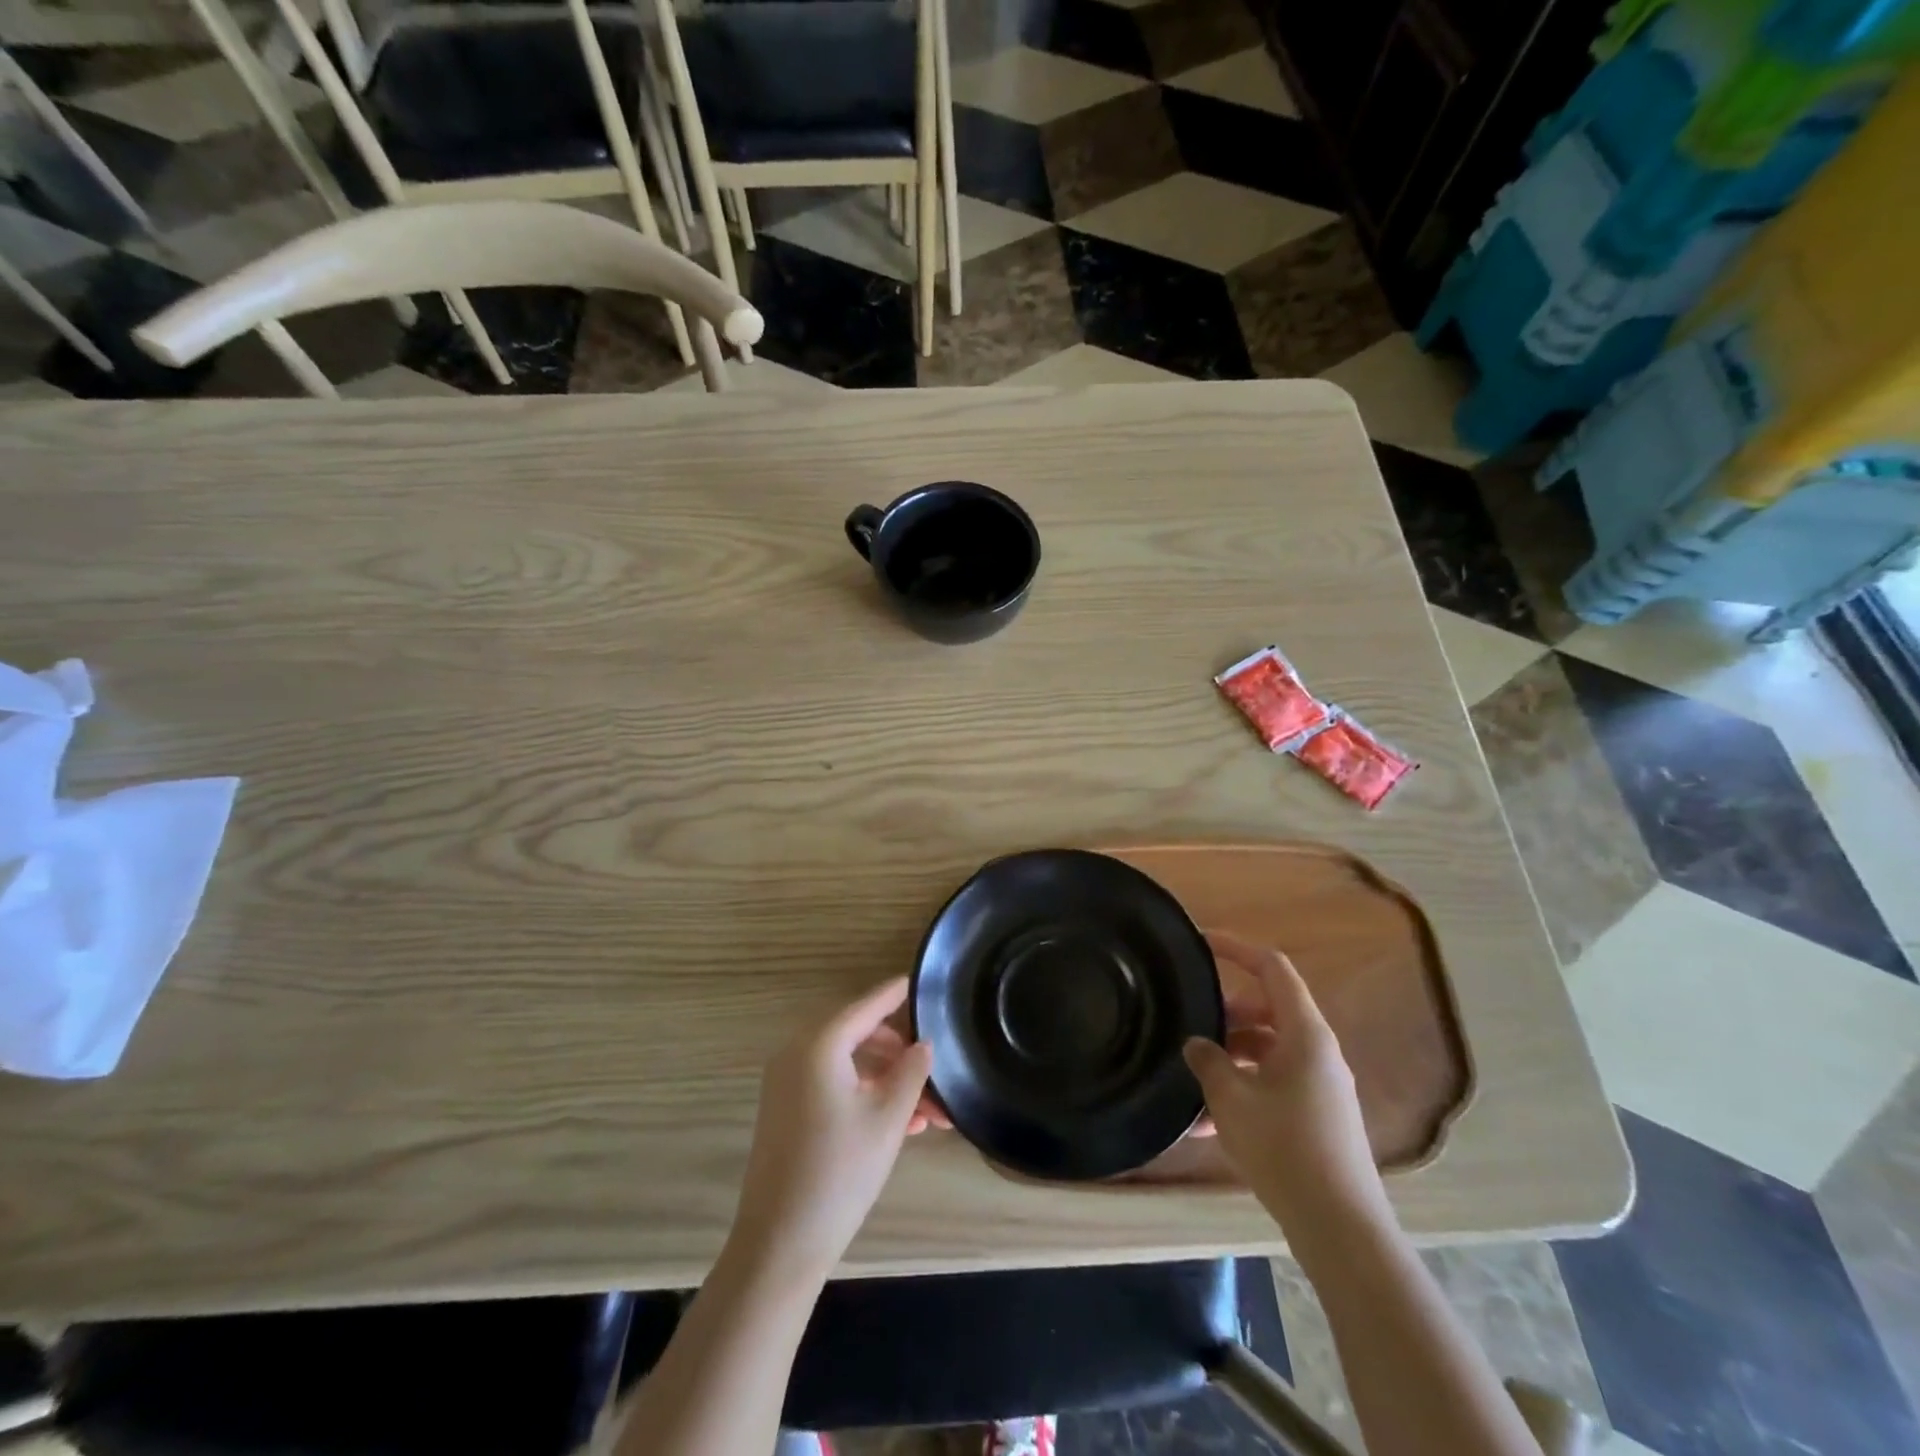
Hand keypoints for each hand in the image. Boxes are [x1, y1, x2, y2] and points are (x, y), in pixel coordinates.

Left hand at [731, 977, 932, 1286]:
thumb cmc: (840, 1172)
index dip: (897, 993)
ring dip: (888, 1079)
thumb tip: (924, 1044)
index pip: (868, 1004)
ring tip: (930, 1110)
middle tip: (935, 1067)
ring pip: (850, 1064)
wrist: (780, 1243)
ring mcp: (788, 1082)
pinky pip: (834, 1085)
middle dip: (901, 1051)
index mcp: (819, 1044)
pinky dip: (866, 1094)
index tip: (923, 980)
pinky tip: (904, 1123)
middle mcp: (798, 1053)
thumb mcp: (888, 1118)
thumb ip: (911, 1071)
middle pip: (859, 1034)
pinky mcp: (788, 1110)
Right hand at [1183, 933, 1384, 1230]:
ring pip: (1267, 1050)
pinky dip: (1243, 1089)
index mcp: (1305, 1033)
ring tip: (1190, 1079)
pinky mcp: (1318, 1115)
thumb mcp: (1231, 1098)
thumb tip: (1197, 1044)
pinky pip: (1274, 1084)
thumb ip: (1208, 1060)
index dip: (1236, 948)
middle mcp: (1318, 1051)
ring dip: (1229, 1057)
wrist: (1340, 1227)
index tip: (1199, 943)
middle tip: (1188, 1022)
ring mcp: (1321, 1085)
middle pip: (1267, 1010)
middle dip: (1224, 1013)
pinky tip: (1206, 1123)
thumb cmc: (1284, 1148)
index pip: (1272, 968)